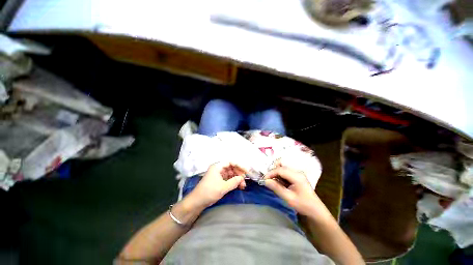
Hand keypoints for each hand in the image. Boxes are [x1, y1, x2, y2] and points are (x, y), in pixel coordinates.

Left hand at [188, 162, 246, 207]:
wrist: (197, 202)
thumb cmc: (209, 192)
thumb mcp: (223, 187)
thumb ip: (234, 182)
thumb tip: (242, 178)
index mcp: (217, 166)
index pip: (231, 162)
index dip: (239, 165)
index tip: (246, 171)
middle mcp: (218, 168)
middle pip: (231, 167)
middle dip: (239, 173)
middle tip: (244, 180)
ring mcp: (218, 174)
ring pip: (231, 173)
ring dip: (237, 178)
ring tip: (243, 185)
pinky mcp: (219, 180)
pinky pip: (228, 178)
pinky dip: (234, 181)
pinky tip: (239, 186)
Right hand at [264, 166, 319, 215]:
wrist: (316, 210)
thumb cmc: (303, 205)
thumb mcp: (289, 198)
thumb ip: (276, 188)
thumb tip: (265, 181)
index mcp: (297, 176)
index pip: (280, 169)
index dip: (271, 173)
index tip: (264, 179)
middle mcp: (297, 171)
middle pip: (281, 166)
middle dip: (273, 171)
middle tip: (267, 179)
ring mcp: (297, 173)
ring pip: (282, 168)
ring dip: (276, 173)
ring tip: (271, 181)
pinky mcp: (296, 176)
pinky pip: (285, 172)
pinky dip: (279, 175)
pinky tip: (278, 182)